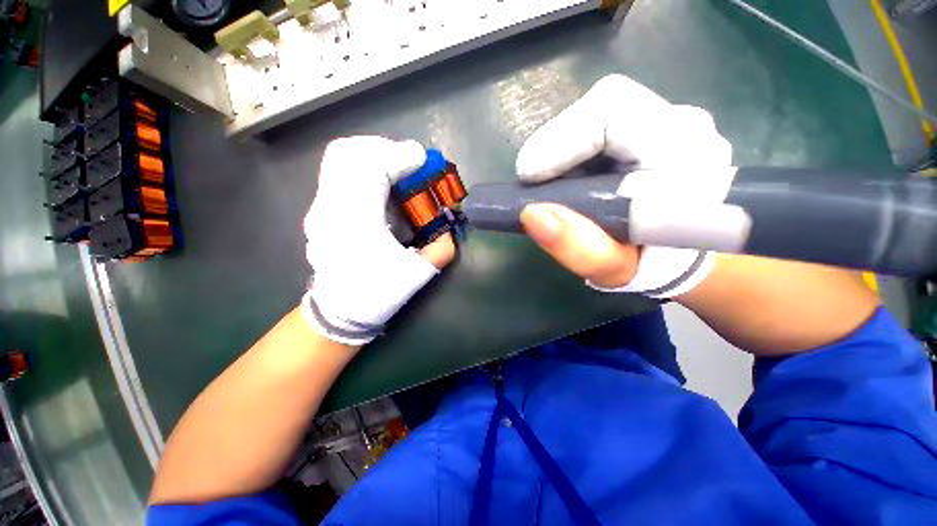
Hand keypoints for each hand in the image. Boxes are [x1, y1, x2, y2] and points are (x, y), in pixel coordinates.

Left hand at [303, 136, 454, 344]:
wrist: (340, 312)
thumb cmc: (377, 294)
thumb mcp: (418, 274)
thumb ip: (441, 248)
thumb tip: (448, 228)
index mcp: (356, 222)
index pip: (372, 169)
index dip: (400, 156)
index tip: (422, 159)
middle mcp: (331, 208)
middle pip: (349, 153)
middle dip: (384, 149)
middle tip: (409, 162)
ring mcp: (320, 207)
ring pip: (340, 159)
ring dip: (372, 155)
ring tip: (396, 169)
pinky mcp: (320, 211)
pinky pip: (339, 174)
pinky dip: (362, 168)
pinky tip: (381, 186)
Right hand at [516, 74, 732, 298]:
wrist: (680, 252)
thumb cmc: (648, 265)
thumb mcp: (611, 270)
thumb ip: (577, 248)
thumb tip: (531, 213)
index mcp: (687, 161)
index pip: (615, 117)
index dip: (561, 141)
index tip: (529, 178)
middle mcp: (687, 127)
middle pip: (606, 103)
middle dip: (558, 141)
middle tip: (535, 178)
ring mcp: (672, 119)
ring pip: (602, 108)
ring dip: (565, 144)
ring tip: (554, 181)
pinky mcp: (655, 123)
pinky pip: (605, 118)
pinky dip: (575, 143)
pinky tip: (571, 172)